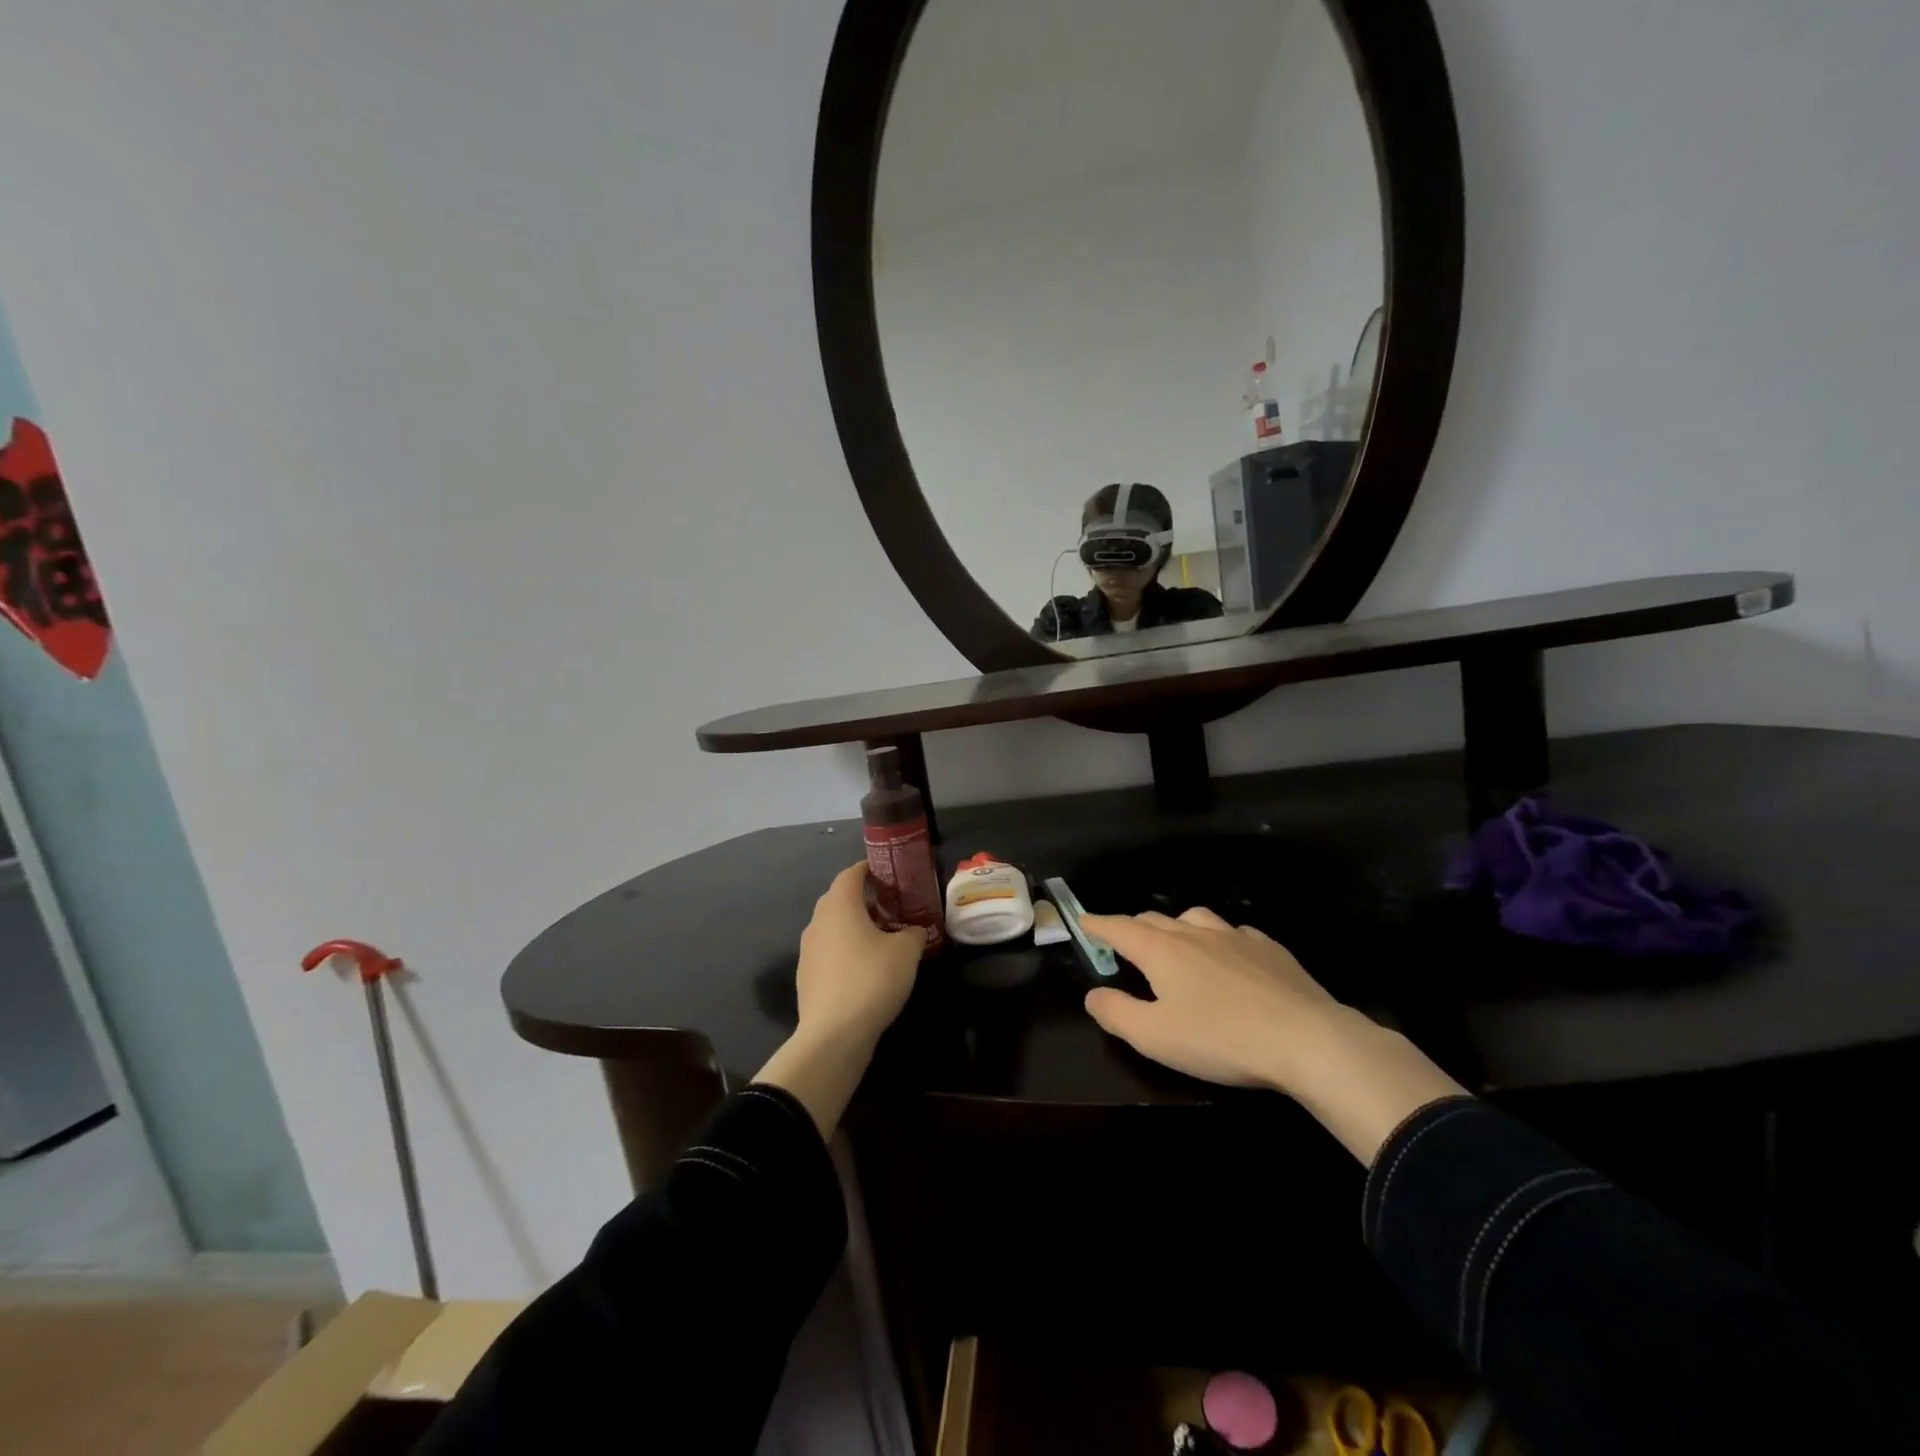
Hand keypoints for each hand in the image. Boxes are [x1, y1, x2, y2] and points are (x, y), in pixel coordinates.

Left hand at [756, 863, 926, 1140]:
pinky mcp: (807, 976)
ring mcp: (808, 950)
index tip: (890, 874)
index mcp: (839, 905)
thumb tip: (914, 930)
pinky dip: (846, 950)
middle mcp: (818, 921)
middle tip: (892, 906)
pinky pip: (829, 951)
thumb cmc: (871, 979)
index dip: (870, 870)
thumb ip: (913, 933)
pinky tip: (866, 968)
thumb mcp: (907, 952)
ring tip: (882, 938)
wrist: (833, 1036)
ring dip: (855, 926)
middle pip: (840, 898)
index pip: (851, 873)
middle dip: (864, 899)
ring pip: (833, 926)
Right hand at [1079, 906, 1466, 1165]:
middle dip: (1133, 927)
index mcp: (1161, 950)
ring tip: (1176, 944)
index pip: (1119, 928)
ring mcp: (1235, 936)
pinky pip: (1233, 932)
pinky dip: (1218, 939)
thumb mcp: (1155, 1037)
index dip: (1097, 924)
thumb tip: (1093, 994)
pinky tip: (1228, 957)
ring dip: (1176, 927)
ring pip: (1195, 918)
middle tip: (1125, 944)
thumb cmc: (1221, 1038)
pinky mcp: (1269, 949)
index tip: (1083, 921)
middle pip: (1153, 919)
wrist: (1306, 1039)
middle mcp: (1194, 932)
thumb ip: (1116, 1013)